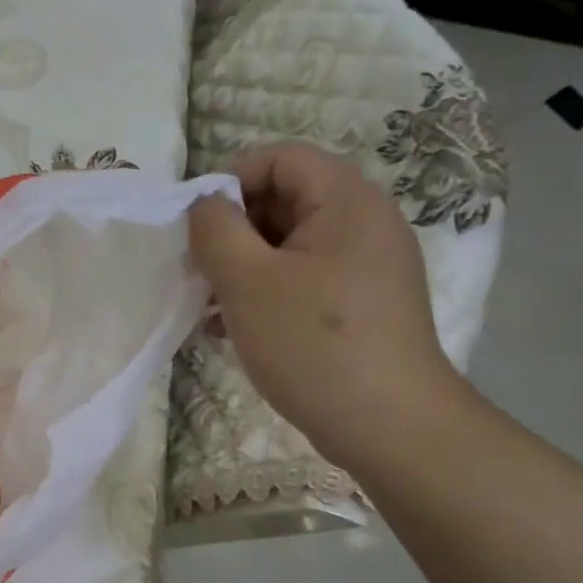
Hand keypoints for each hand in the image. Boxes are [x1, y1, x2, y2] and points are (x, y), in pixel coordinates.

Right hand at [189, 142, 466, 471]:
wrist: (387, 425)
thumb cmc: (312, 343)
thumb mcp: (247, 281)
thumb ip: (215, 229)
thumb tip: (204, 204)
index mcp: (346, 200)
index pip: (279, 158)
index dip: (229, 180)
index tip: (195, 226)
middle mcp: (364, 222)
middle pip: (284, 199)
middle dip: (232, 229)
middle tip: (199, 269)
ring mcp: (366, 266)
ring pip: (289, 244)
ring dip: (242, 265)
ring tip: (208, 304)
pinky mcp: (360, 304)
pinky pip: (303, 279)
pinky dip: (265, 292)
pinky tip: (231, 328)